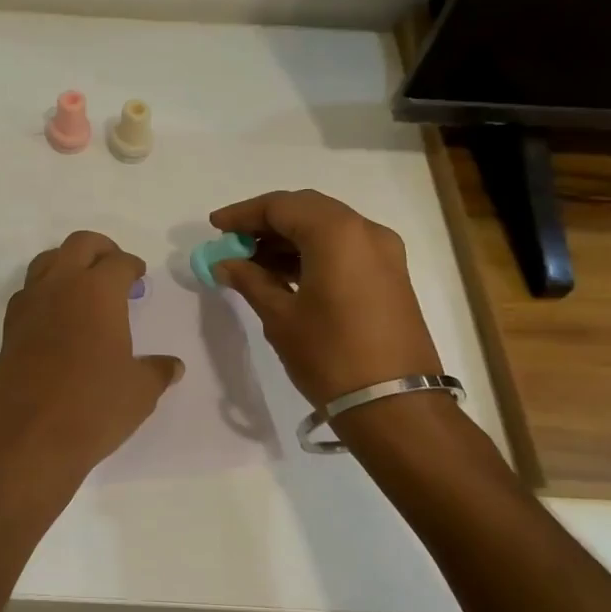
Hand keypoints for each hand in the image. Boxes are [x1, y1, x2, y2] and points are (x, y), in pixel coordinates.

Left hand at [0, 231, 183, 481]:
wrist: (29, 438)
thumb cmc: (94, 407)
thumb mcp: (140, 391)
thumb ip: (157, 371)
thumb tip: (172, 366)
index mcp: (97, 291)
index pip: (118, 262)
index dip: (132, 266)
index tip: (139, 277)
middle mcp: (60, 286)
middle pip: (79, 245)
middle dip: (101, 249)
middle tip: (114, 268)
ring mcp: (29, 305)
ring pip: (46, 261)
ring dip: (67, 264)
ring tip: (84, 288)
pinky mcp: (10, 329)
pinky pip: (28, 292)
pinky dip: (45, 292)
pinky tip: (57, 317)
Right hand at [208, 190, 442, 409]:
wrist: (395, 405)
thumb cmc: (330, 356)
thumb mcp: (280, 317)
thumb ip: (250, 281)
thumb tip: (224, 263)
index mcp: (337, 233)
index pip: (281, 206)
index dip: (243, 214)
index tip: (215, 227)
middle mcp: (365, 231)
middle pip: (307, 210)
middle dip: (266, 222)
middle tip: (233, 241)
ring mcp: (384, 253)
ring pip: (327, 228)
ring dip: (288, 238)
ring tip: (251, 261)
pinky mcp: (390, 276)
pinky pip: (344, 248)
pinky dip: (312, 252)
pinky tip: (283, 274)